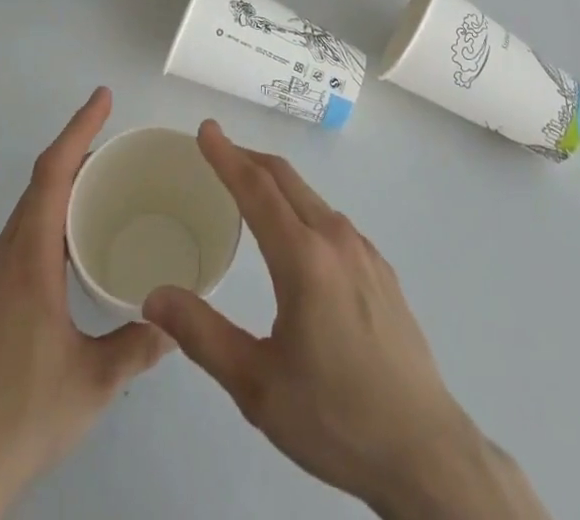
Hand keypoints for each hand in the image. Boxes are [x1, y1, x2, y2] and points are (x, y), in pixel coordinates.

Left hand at [0, 88, 170, 519]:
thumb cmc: (24, 416)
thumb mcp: (95, 382)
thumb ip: (139, 344)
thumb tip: (175, 320)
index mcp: (28, 260)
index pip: (52, 173)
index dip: (78, 129)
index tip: (103, 98)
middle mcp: (0, 259)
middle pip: (38, 187)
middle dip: (75, 157)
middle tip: (115, 149)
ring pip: (25, 217)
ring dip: (59, 194)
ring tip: (98, 197)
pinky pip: (15, 245)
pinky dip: (44, 227)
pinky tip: (65, 259)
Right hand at [142, 122, 549, 519]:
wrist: (425, 451)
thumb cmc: (334, 417)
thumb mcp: (257, 386)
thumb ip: (203, 335)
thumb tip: (155, 296)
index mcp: (303, 258)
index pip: (256, 188)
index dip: (227, 155)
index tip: (206, 129)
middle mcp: (336, 239)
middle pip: (286, 179)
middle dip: (249, 158)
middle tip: (218, 151)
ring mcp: (365, 252)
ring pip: (312, 198)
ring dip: (276, 183)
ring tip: (249, 191)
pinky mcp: (382, 271)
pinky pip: (332, 222)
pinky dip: (302, 208)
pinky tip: (296, 238)